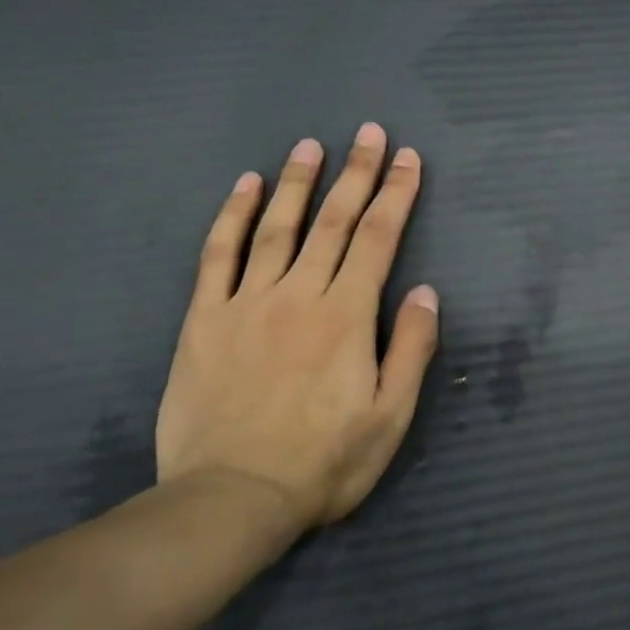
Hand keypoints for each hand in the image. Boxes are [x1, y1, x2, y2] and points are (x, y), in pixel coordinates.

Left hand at [155, 124, 439, 528]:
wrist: (231, 498)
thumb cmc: (324, 462)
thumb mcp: (391, 416)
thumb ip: (411, 348)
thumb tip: (424, 291)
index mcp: (347, 317)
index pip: (378, 240)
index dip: (396, 195)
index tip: (408, 159)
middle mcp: (299, 295)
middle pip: (334, 222)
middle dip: (356, 173)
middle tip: (369, 132)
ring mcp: (247, 303)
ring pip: (277, 227)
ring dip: (299, 182)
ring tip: (312, 145)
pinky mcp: (205, 319)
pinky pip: (219, 255)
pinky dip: (233, 216)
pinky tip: (245, 186)